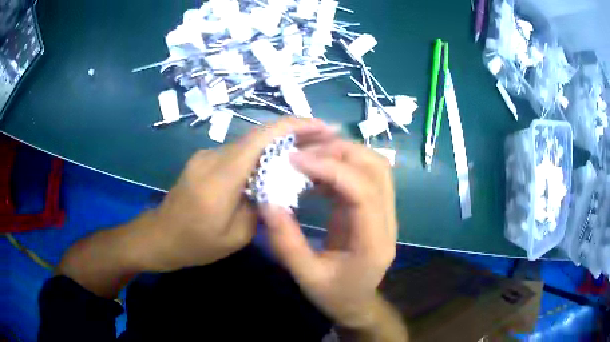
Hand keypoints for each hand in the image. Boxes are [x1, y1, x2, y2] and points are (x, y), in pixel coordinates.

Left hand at [140, 117, 335, 271]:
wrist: (158, 237)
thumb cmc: (195, 244)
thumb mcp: (236, 236)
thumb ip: (260, 206)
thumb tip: (276, 183)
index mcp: (220, 177)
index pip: (261, 138)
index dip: (294, 126)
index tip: (322, 126)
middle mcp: (213, 157)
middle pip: (259, 135)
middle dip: (293, 131)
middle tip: (324, 137)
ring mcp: (206, 156)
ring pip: (250, 143)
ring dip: (278, 143)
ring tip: (307, 149)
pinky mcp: (204, 161)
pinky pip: (238, 152)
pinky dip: (261, 154)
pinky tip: (276, 163)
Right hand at [260, 139, 397, 328]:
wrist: (358, 303)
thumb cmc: (335, 295)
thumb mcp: (306, 276)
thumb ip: (286, 242)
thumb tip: (268, 202)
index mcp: (374, 241)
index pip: (364, 191)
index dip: (332, 169)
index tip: (297, 160)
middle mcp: (387, 221)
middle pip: (377, 169)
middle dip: (340, 152)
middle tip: (303, 153)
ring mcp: (385, 212)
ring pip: (375, 167)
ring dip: (344, 153)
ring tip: (309, 156)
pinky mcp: (374, 208)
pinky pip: (364, 175)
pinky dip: (341, 165)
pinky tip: (316, 172)